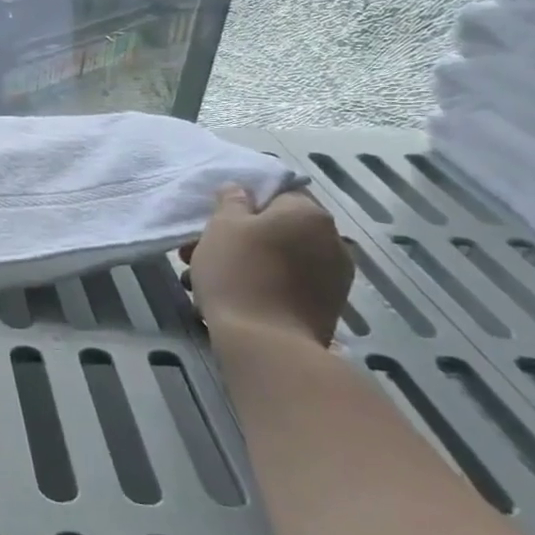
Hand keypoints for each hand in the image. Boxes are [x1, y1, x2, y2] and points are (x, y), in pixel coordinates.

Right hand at [187, 185, 352, 345]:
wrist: (267, 345)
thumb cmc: (238, 273)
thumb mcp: (222, 226)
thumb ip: (231, 201)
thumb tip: (240, 189)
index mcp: (309, 214)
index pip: (275, 194)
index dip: (241, 206)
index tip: (214, 224)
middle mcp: (332, 241)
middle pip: (277, 230)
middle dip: (240, 239)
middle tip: (200, 253)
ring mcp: (334, 278)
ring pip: (280, 259)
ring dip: (248, 264)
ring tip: (208, 282)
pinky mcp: (327, 309)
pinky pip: (289, 285)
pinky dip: (264, 286)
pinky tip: (234, 300)